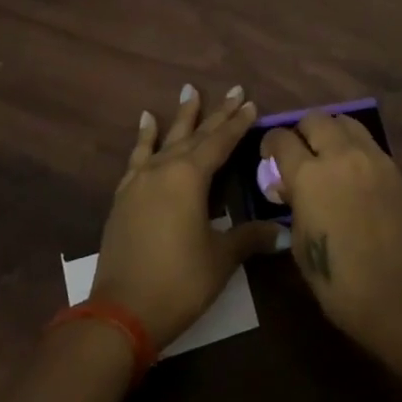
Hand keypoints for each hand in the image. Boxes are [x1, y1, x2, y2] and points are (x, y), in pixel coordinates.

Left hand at [92, 84, 285, 346]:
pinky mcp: (124, 196)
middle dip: (217, 113)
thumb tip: (280, 231)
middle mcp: (164, 169)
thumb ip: (248, 237)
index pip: (220, 142)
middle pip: (195, 135)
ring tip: (188, 90)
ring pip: (166, 139)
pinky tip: (146, 122)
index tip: (251, 103)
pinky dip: (144, 138)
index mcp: (190, 177)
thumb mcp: (220, 259)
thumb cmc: (179, 281)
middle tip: (234, 90)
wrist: (121, 311)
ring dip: (181, 116)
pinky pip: (137, 156)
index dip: (237, 124)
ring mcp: (140, 180)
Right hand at [262, 112, 401, 353]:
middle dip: (301, 132)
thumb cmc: (340, 282)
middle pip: (314, 119)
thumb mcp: (300, 245)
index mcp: (308, 176)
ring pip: (344, 121)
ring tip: (327, 155)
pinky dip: (352, 144)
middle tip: (299, 154)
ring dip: (329, 132)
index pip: (281, 139)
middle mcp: (339, 156)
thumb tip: (288, 186)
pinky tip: (350, 170)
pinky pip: (366, 140)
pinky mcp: (392, 166)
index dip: (270, 144)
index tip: (269, 157)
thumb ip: (293, 205)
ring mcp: (370, 157)